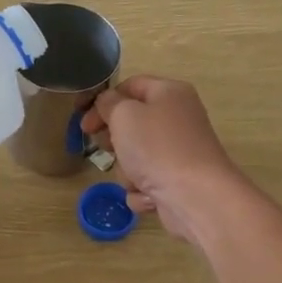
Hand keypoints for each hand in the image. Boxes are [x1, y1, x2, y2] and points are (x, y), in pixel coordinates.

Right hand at [82, 76, 253, 247]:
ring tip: (137, 178)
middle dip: (115, 141)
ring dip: (128, 171)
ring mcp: (178, 152)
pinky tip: (150, 196)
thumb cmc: (157, 147)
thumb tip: (107, 103)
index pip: (130, 86)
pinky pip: (147, 181)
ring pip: (136, 156)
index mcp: (169, 93)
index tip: (85, 123)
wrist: (196, 196)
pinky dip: (143, 191)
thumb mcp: (124, 115)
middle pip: (132, 124)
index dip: (104, 102)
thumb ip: (108, 103)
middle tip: (108, 148)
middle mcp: (177, 118)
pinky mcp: (177, 181)